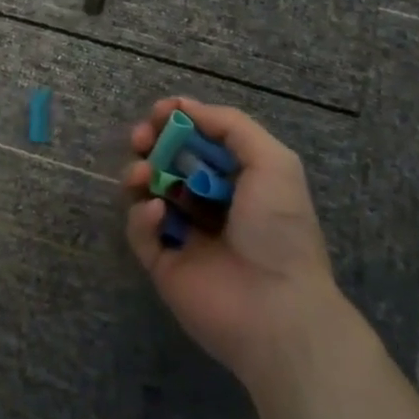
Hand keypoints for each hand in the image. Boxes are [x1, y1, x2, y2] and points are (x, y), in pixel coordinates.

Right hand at [123, 98, 339, 381]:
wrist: (277, 311)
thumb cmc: (279, 229)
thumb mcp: (273, 162)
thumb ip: (231, 125)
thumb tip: (186, 107)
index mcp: (237, 180)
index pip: (198, 141)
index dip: (178, 122)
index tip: (160, 112)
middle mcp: (209, 203)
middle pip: (167, 161)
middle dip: (151, 142)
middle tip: (141, 138)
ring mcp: (183, 234)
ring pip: (147, 192)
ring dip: (140, 173)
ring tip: (143, 174)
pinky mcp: (162, 264)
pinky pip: (140, 231)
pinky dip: (141, 217)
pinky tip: (157, 214)